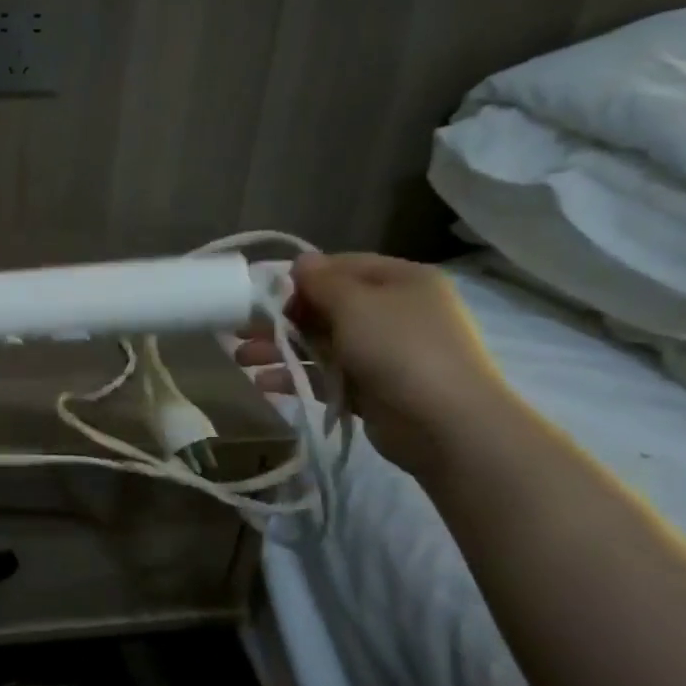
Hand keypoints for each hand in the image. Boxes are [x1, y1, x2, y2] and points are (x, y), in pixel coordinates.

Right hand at [235, 253, 513, 477]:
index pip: (343, 268)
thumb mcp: (356, 304)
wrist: (445, 423)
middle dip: (282, 318)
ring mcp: (383, 354)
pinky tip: (263, 383)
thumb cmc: (400, 348)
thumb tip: (301, 262)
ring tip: (241, 358)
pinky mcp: (371, 390)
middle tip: (241, 328)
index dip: (303, 278)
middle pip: (327, 308)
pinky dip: (296, 376)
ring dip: (281, 348)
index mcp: (401, 281)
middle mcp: (394, 313)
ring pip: (322, 343)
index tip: (265, 292)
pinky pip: (326, 376)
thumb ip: (322, 282)